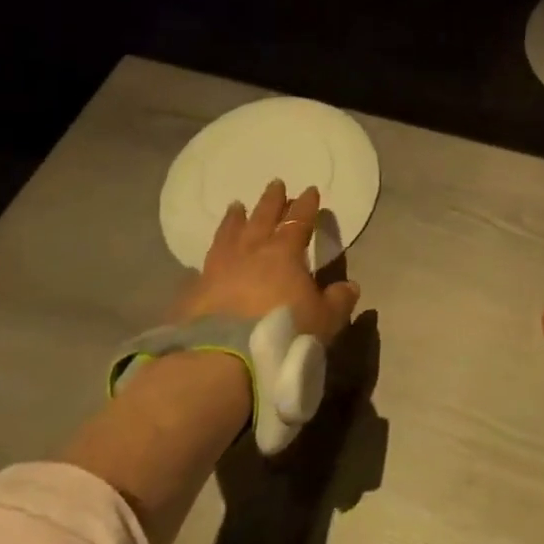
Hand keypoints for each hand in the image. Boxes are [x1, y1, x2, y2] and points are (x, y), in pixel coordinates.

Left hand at [171, 179, 360, 344]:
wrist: (221, 360)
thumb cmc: (283, 333)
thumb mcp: (325, 320)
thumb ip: (338, 300)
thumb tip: (349, 286)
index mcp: (284, 253)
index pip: (298, 221)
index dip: (306, 206)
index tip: (310, 190)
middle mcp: (250, 253)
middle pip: (262, 218)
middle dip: (271, 200)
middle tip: (275, 183)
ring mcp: (218, 270)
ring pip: (228, 235)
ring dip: (235, 219)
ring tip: (236, 206)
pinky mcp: (193, 293)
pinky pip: (204, 266)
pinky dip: (211, 257)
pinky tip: (208, 258)